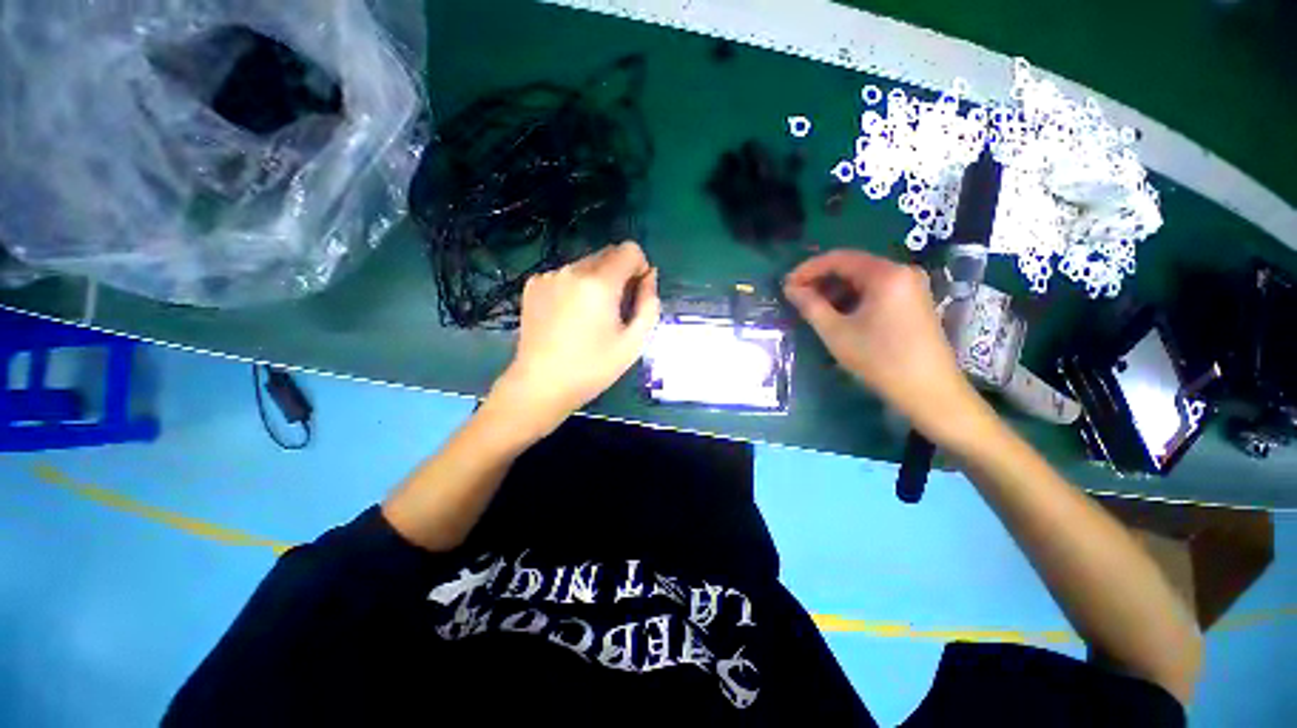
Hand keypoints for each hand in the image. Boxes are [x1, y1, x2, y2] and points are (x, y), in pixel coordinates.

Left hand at [487, 241, 660, 438]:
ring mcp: (549, 276)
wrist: (541, 385)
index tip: (635, 293)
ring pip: (585, 265)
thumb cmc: (593, 367)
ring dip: (595, 281)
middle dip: (618, 274)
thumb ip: (649, 303)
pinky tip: (567, 316)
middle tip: (613, 310)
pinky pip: (565, 275)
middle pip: (607, 254)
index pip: (629, 249)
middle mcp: (572, 270)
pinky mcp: (533, 285)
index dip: (639, 268)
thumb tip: (650, 275)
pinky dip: (573, 287)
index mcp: (599, 283)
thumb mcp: (634, 342)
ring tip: (588, 316)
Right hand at [783, 250, 982, 442]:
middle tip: (797, 297)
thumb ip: (810, 306)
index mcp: (886, 274)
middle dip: (821, 280)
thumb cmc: (879, 359)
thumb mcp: (836, 333)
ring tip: (814, 308)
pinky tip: (839, 314)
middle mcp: (902, 272)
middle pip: (853, 266)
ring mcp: (912, 286)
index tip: (787, 285)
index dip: (808, 269)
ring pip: (864, 279)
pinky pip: (877, 290)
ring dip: (836, 290)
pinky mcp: (914, 301)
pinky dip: (854, 298)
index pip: (839, 259)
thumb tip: (790, 288)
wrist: (929, 391)